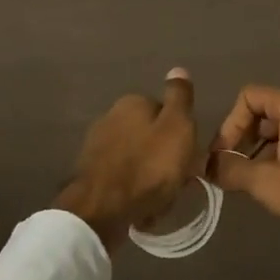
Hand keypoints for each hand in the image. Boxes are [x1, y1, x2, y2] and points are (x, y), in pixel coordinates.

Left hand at [55, 69, 198, 250]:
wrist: (103, 210)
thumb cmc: (149, 166)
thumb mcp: (177, 127)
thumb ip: (180, 98)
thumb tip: (178, 69)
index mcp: (132, 102)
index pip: (168, 114)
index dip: (182, 137)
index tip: (188, 158)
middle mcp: (110, 117)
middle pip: (152, 139)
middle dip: (165, 160)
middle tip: (176, 182)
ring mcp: (97, 147)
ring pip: (139, 161)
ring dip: (151, 180)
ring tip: (159, 201)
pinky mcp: (91, 174)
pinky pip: (123, 181)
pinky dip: (134, 193)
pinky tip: (141, 209)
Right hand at [205, 86, 279, 262]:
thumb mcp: (268, 181)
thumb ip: (232, 171)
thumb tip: (206, 167)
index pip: (247, 97)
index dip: (229, 125)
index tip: (222, 158)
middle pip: (262, 115)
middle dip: (242, 143)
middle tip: (231, 175)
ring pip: (278, 136)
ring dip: (259, 158)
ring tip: (250, 187)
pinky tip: (276, 193)